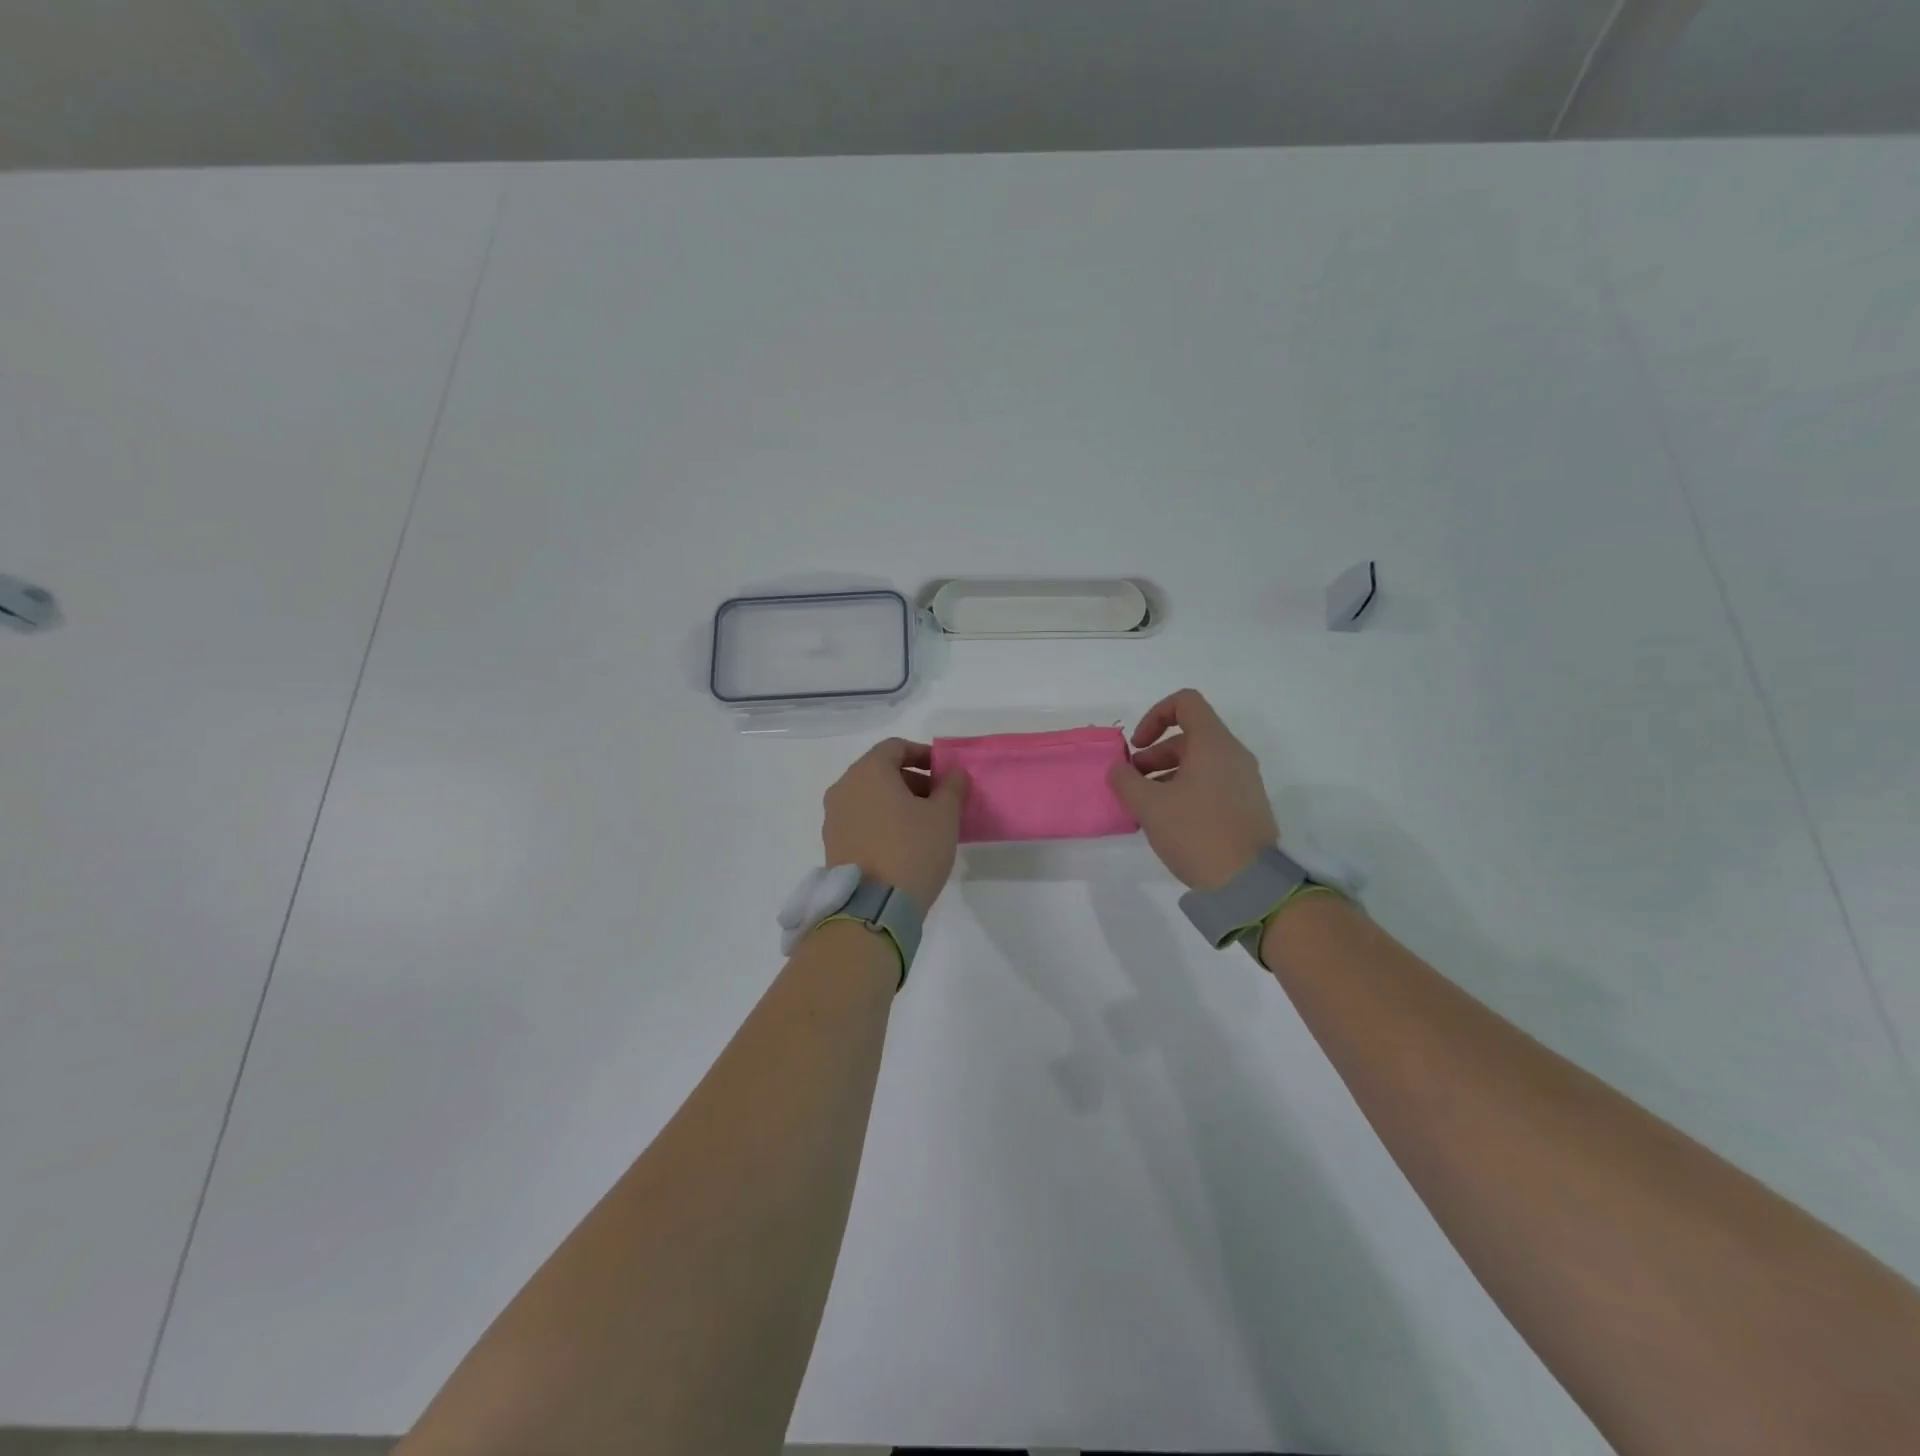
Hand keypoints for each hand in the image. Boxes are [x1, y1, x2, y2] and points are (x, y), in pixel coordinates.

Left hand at [822, 738, 968, 910]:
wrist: (874, 907)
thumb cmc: (913, 849)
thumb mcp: (944, 815)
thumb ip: (952, 786)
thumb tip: (954, 772)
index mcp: (868, 772)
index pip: (895, 747)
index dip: (923, 754)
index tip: (944, 772)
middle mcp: (844, 788)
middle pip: (880, 771)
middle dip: (912, 780)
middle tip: (939, 801)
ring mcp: (833, 817)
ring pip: (869, 797)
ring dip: (897, 802)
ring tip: (924, 825)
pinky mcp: (832, 843)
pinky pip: (860, 819)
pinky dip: (881, 821)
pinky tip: (903, 843)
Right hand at [1108, 689, 1279, 890]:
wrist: (1249, 883)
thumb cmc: (1196, 833)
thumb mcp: (1149, 805)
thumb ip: (1125, 780)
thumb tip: (1118, 769)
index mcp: (1213, 743)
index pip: (1185, 702)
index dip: (1154, 716)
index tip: (1137, 746)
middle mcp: (1233, 754)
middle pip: (1188, 735)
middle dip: (1154, 753)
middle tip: (1132, 783)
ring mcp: (1244, 780)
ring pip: (1199, 761)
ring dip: (1166, 774)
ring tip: (1146, 805)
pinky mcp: (1246, 804)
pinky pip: (1211, 782)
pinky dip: (1185, 789)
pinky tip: (1168, 820)